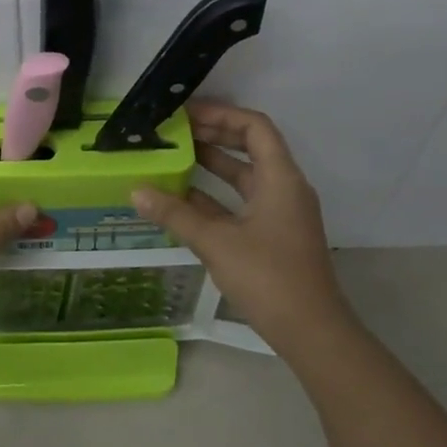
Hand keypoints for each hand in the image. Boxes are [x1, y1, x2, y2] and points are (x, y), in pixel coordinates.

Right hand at [131, 101, 353, 362]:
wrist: (311, 332)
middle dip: (213, 135)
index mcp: (280, 179)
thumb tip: (136, 191)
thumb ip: (175, 214)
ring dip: (211, 165)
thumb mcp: (216, 242)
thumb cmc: (268, 277)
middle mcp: (284, 188)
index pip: (254, 127)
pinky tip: (181, 199)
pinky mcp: (272, 236)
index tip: (187, 114)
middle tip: (175, 131)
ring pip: (243, 176)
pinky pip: (240, 203)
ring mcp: (279, 213)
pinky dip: (214, 196)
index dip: (221, 114)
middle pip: (249, 147)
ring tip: (172, 157)